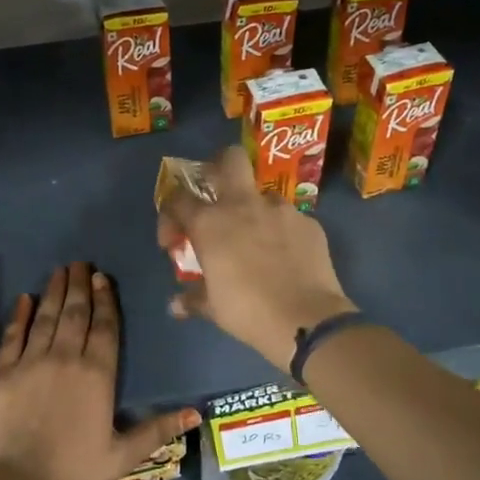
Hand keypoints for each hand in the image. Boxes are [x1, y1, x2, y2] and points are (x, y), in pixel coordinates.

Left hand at [0, 262, 198, 479]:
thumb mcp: (123, 455)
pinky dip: (20, 315)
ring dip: (54, 291)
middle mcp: (66, 358)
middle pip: (75, 313)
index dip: (105, 300)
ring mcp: (31, 361)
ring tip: (59, 270)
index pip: (104, 327)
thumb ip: (157, 430)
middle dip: (79, 285)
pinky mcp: (3, 371)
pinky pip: (13, 335)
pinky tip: (24, 299)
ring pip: (46, 317)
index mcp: (97, 374)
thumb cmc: (74, 470)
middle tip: (81, 263)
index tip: (102, 277)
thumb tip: (196, 413)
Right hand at [158, 147, 357, 369]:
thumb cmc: (248, 312)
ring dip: (255, 209)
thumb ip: (192, 299)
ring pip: (263, 194)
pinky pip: (290, 219)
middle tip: (217, 196)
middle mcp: (244, 205)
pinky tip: (285, 255)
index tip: (174, 241)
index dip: (170, 216)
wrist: (306, 320)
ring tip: (257, 238)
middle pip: (229, 159)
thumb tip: (175, 305)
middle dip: (219, 168)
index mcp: (211, 223)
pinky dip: (282, 232)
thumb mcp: (213, 308)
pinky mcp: (309, 223)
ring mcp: (281, 210)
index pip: (178, 199)